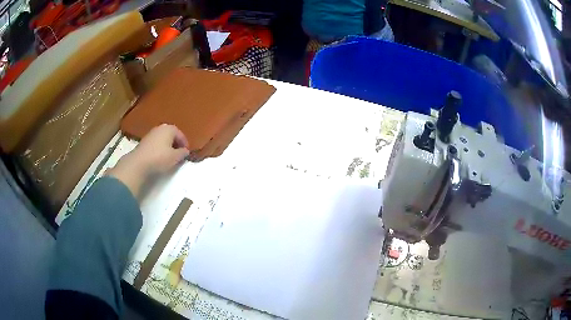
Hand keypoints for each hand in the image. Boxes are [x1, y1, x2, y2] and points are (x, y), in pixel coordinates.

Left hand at [107, 124, 189, 198]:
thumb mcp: (175, 157)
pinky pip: (156, 144)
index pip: (181, 135)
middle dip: (176, 145)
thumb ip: (183, 153)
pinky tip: (159, 158)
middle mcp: (160, 128)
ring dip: (167, 147)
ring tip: (169, 158)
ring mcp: (151, 134)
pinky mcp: (144, 142)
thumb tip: (185, 151)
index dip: (185, 145)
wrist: (138, 163)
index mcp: (170, 128)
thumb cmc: (159, 158)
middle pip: (171, 136)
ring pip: (163, 140)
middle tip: (179, 155)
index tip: (186, 154)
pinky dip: (160, 149)